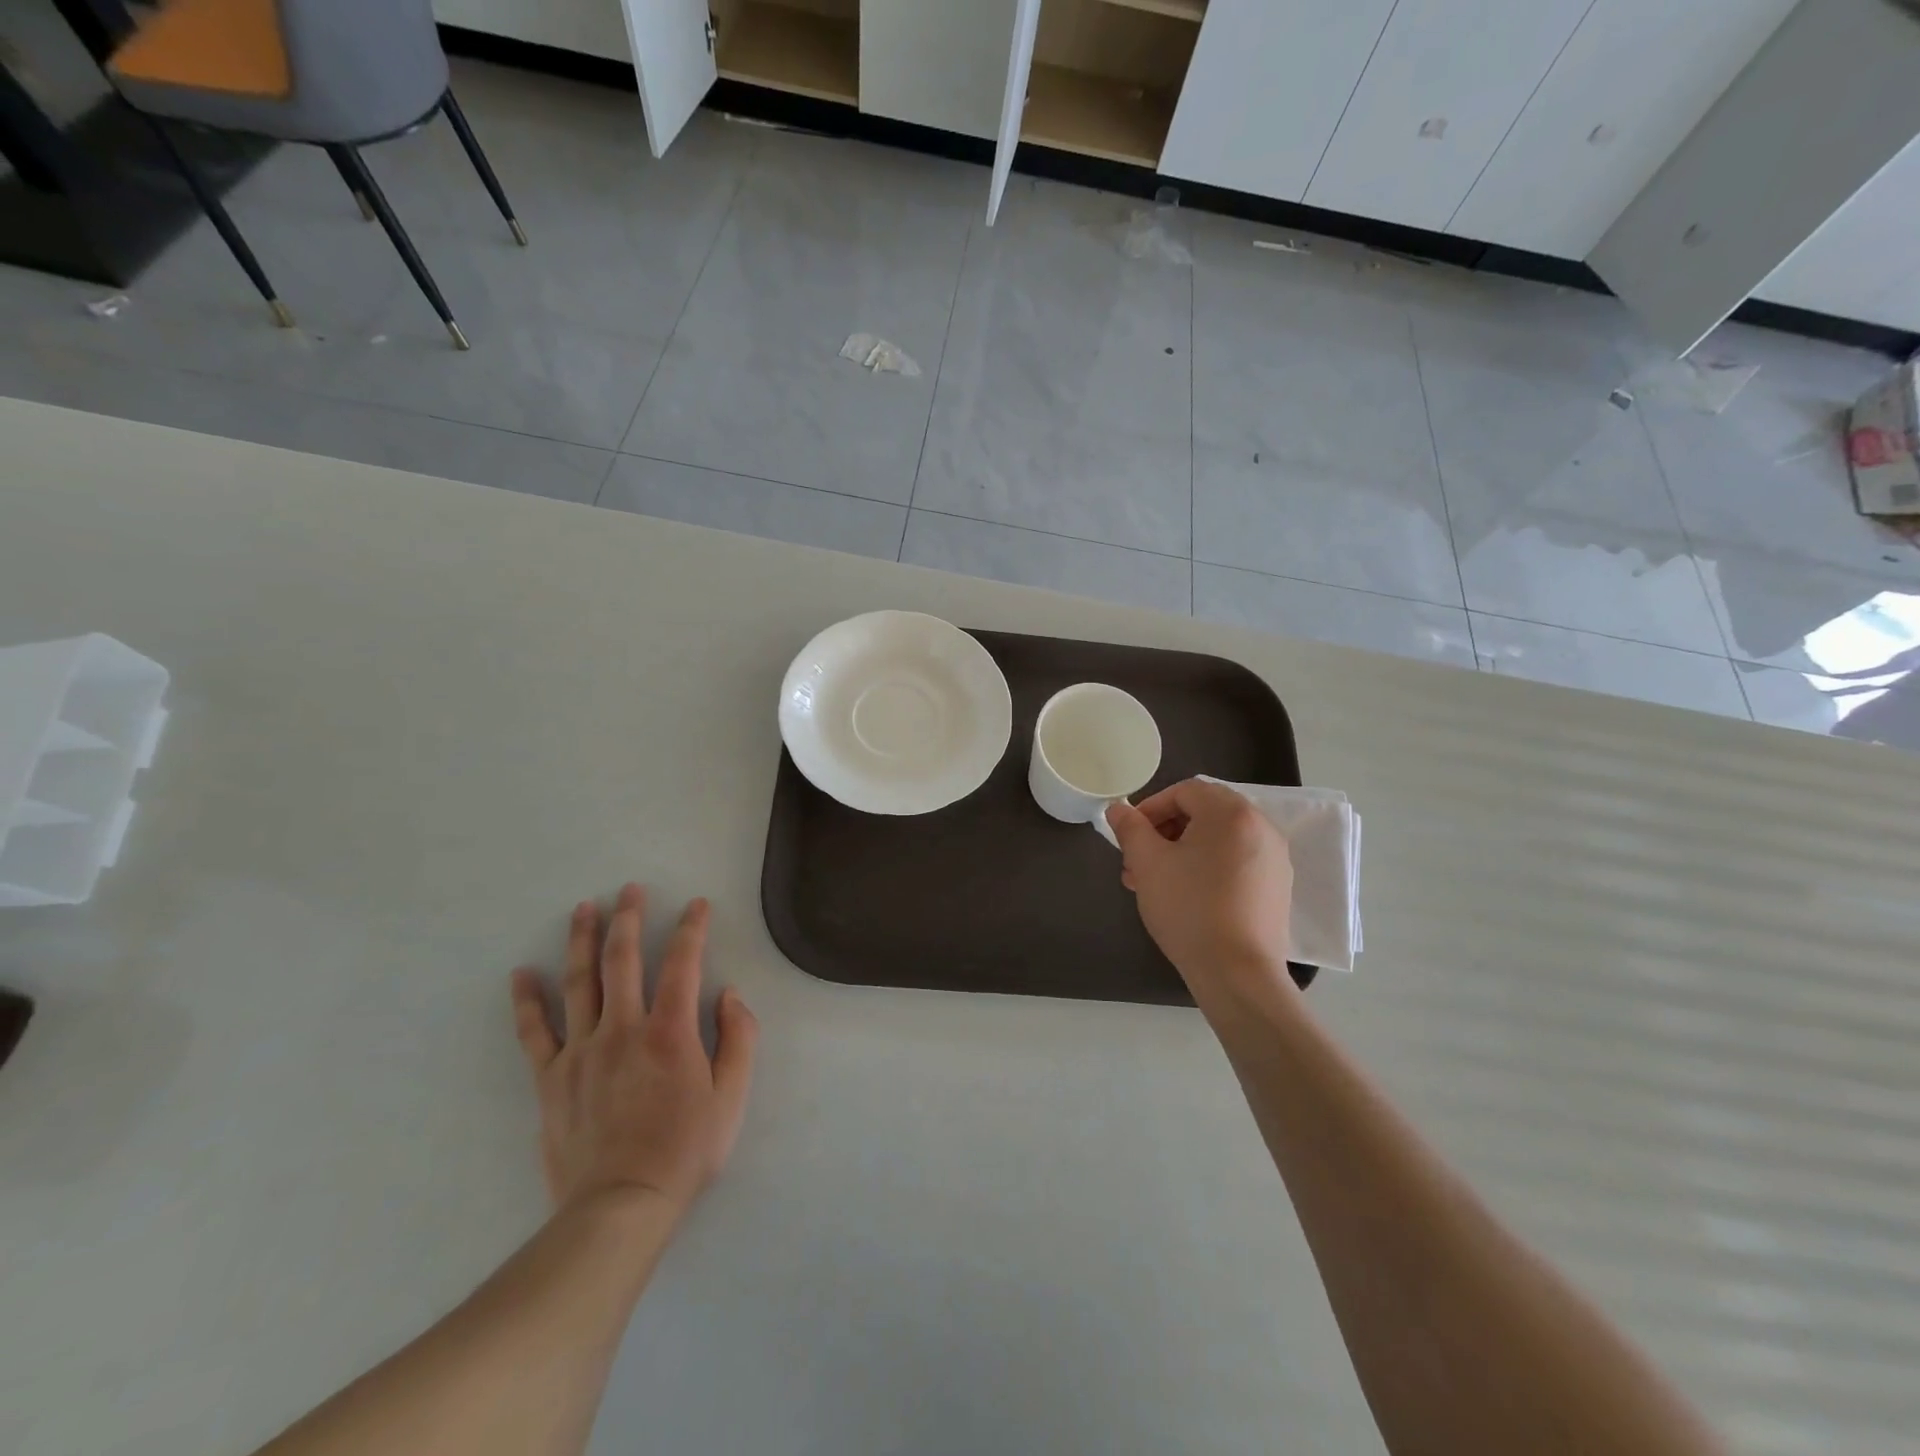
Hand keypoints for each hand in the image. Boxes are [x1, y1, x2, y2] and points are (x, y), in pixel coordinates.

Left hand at [510, 885, 758, 1219]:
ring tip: (583, 908)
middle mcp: (623, 1029)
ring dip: (582, 940)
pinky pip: (534, 1032)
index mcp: (671, 1031)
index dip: (691, 928)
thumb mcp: (732, 1096)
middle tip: (629, 889)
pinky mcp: (551, 1078)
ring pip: (579, 982)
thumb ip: (739, 1039)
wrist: (620, 1206)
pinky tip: (521, 974)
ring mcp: (581, 1052)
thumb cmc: (684, 1150)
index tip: (696, 904)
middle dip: (628, 918)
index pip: (682, 963)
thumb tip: (729, 994)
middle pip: (623, 960)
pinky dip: (527, 1001)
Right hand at [1106, 779, 1295, 998]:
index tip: (1130, 835)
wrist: (1237, 973)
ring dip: (1182, 851)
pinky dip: (1208, 867)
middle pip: (1203, 813)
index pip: (1184, 791)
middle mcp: (1260, 826)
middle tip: (1137, 861)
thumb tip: (1118, 809)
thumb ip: (1130, 828)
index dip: (1150, 808)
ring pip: (1218, 839)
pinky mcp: (1277, 886)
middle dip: (1164, 832)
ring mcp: (1274, 858)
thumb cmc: (1189, 908)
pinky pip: (1236, 861)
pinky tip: (1186, 896)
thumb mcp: (1148, 864)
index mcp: (1230, 812)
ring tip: (1154, 882)